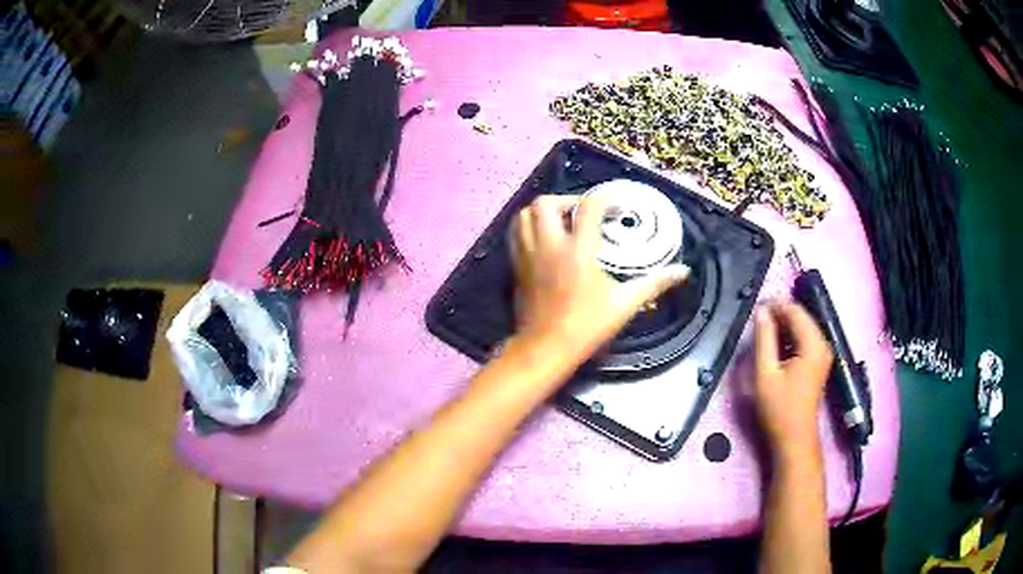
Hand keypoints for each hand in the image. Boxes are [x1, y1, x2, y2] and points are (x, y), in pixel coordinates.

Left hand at [510, 194, 689, 365]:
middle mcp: (549, 245)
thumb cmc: (587, 326)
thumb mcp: (625, 304)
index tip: (616, 202)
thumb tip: (683, 271)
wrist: (545, 348)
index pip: (589, 208)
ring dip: (542, 210)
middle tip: (582, 212)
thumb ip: (654, 283)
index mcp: (578, 251)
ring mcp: (528, 255)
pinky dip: (528, 226)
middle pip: (546, 203)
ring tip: (560, 220)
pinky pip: (516, 234)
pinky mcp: (517, 266)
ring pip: (524, 215)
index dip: (604, 197)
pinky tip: (543, 238)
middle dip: (565, 200)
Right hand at [753, 303, 833, 459]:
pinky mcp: (818, 363)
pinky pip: (804, 340)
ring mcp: (822, 354)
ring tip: (761, 333)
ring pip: (802, 328)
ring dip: (783, 327)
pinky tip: (774, 347)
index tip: (754, 307)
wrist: (794, 439)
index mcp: (813, 344)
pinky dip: (789, 338)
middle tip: (755, 320)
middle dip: (778, 315)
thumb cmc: (779, 409)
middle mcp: (822, 344)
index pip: (795, 311)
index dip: (775, 305)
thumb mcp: (765, 373)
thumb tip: (761, 311)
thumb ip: (764, 339)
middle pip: (801, 317)